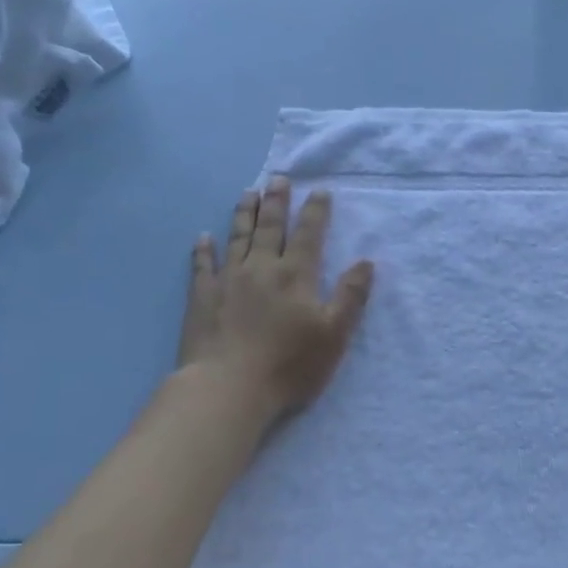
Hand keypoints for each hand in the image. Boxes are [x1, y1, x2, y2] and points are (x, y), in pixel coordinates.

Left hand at [177, 176, 374, 419]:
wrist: (228, 388)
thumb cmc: (289, 364)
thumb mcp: (334, 334)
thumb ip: (351, 296)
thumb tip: (365, 262)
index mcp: (296, 275)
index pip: (309, 234)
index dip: (316, 211)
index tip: (320, 191)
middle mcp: (262, 268)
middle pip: (271, 227)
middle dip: (277, 201)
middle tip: (279, 178)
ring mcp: (228, 280)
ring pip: (238, 237)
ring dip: (245, 213)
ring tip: (248, 192)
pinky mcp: (202, 297)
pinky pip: (202, 265)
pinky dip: (203, 249)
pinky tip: (203, 237)